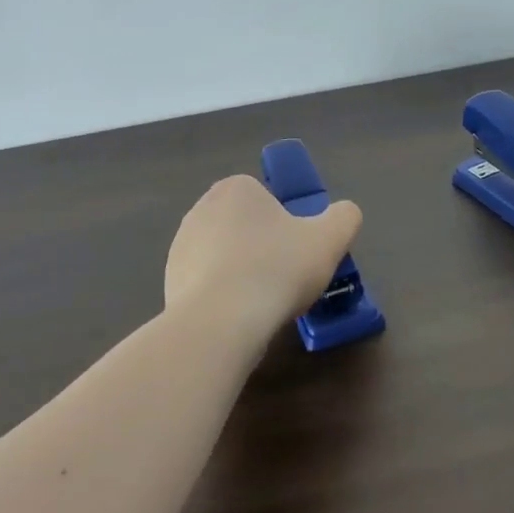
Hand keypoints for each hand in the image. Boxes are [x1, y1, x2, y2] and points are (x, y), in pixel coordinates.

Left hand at [164, 175, 362, 343]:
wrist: (220, 324)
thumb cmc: (277, 269)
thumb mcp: (330, 238)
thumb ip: (344, 217)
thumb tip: (344, 213)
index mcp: (236, 188)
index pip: (267, 199)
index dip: (287, 225)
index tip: (298, 252)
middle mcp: (202, 208)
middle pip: (246, 226)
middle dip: (264, 248)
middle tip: (286, 278)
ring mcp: (180, 246)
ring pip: (225, 256)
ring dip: (243, 273)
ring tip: (263, 303)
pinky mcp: (169, 282)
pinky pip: (207, 285)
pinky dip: (223, 298)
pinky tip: (238, 319)